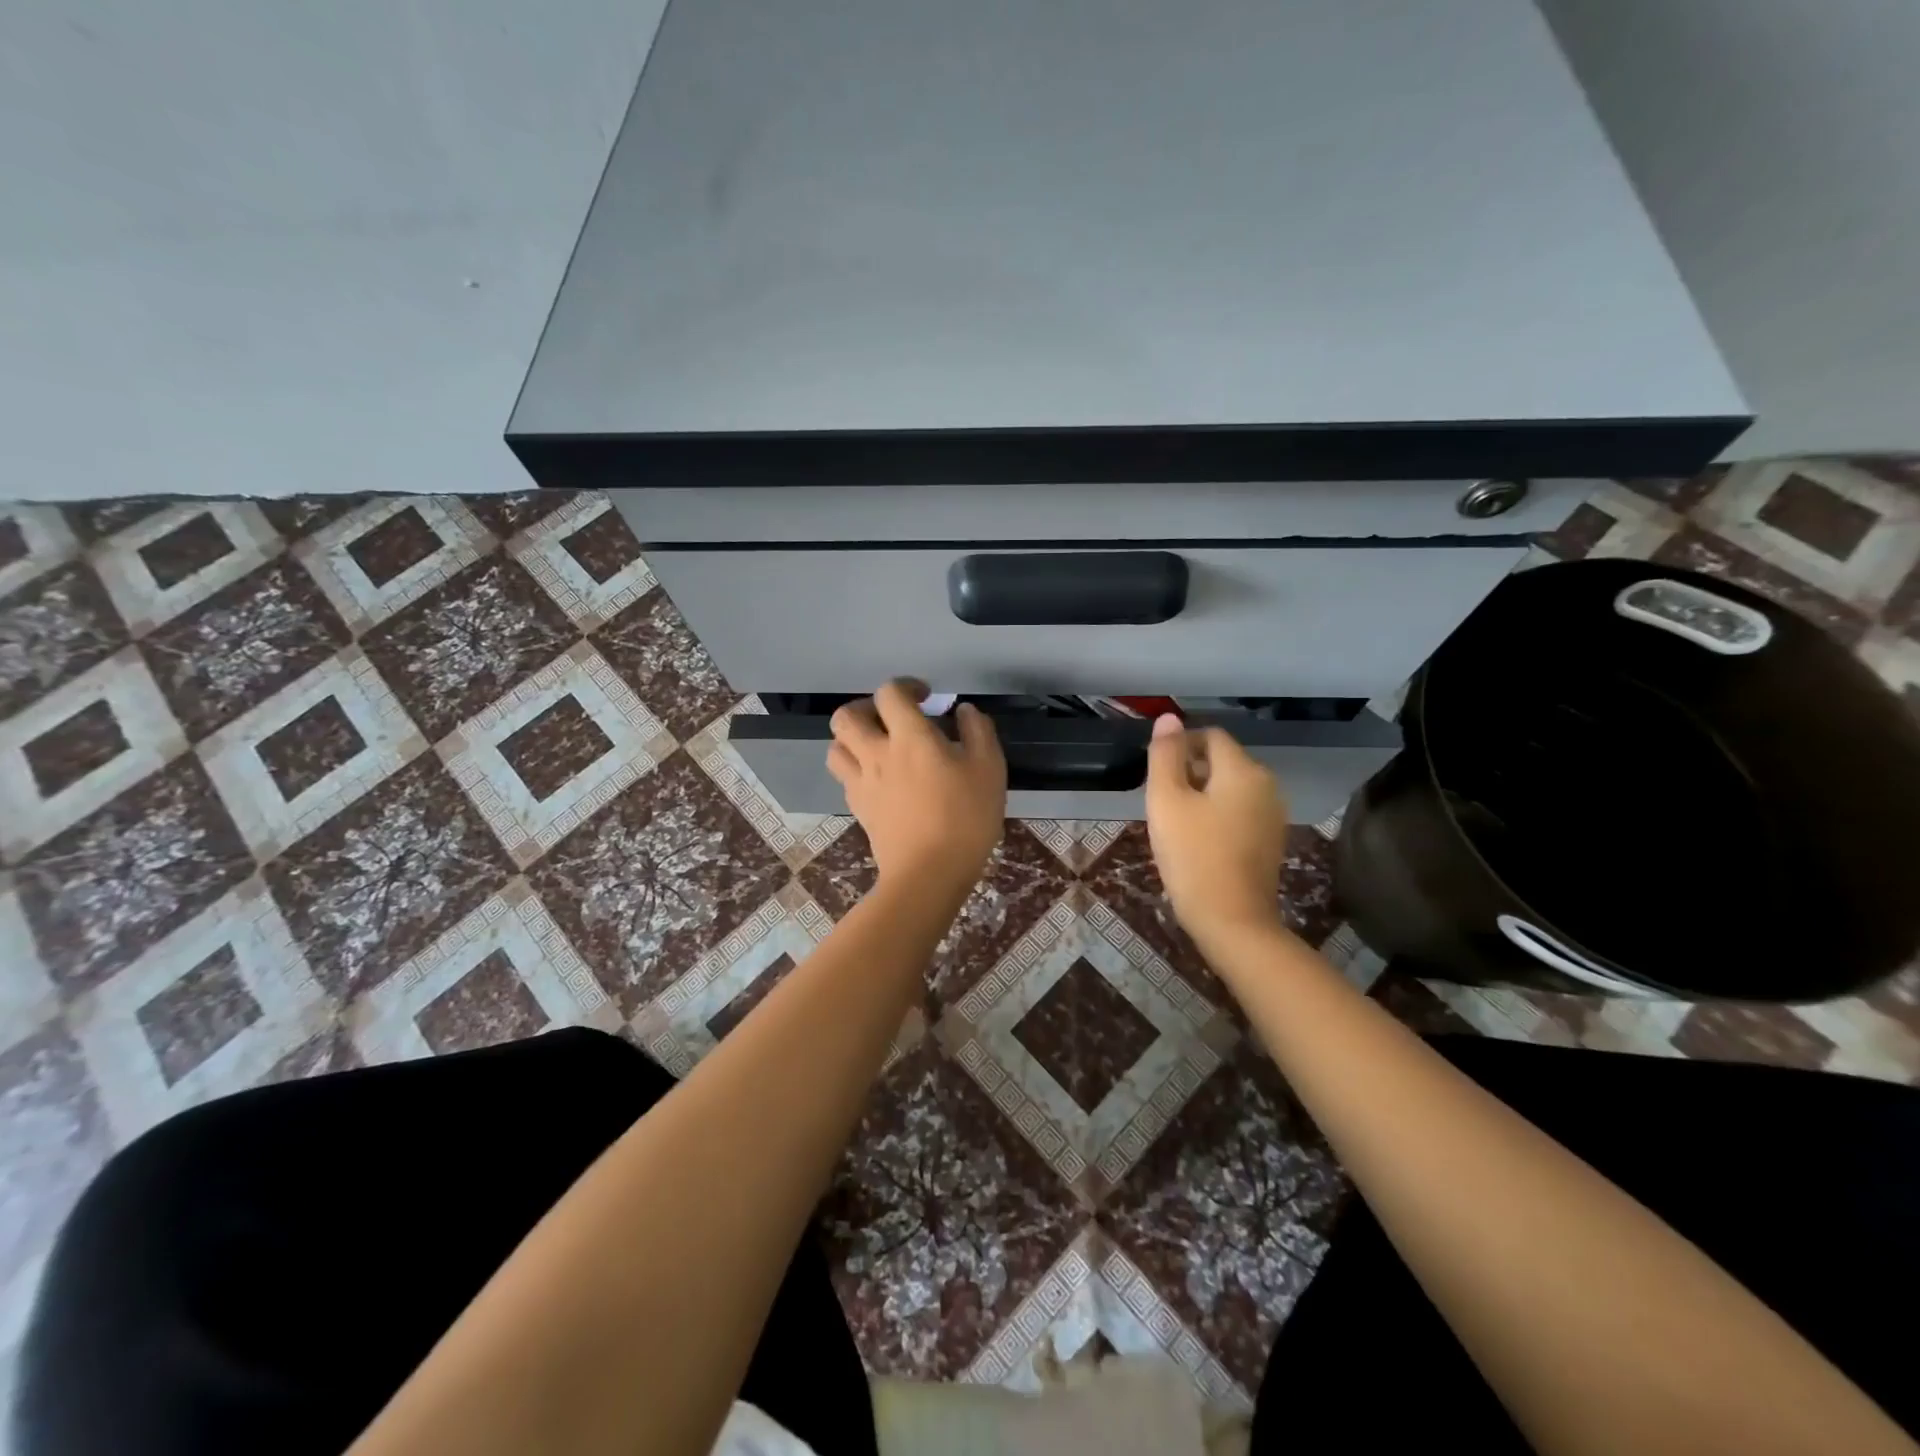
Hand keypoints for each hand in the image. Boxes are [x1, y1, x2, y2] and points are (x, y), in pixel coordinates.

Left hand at [828, 682, 1006, 894]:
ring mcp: (862, 782)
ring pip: (836, 747)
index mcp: (910, 737)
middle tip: (891, 719)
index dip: (905, 687)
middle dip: (866, 708)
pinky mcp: (858, 808)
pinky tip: (879, 779)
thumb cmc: (966, 818)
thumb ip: (978, 731)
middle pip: (846, 716)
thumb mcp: (989, 769)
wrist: (929, 874)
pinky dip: (856, 768)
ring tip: (877, 747)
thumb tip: (963, 711)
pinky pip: (845, 777)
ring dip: (852, 739)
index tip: (925, 698)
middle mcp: (877, 753)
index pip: (890, 694)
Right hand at [1144, 714, 1289, 942]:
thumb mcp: (1166, 801)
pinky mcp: (1270, 840)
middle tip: (1161, 801)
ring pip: (1230, 787)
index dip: (1179, 745)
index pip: (1210, 736)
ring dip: (1201, 794)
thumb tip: (1169, 717)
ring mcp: (1273, 814)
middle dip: (1189, 771)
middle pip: (1222, 761)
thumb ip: (1165, 755)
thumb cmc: (1193, 856)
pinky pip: (1239, 811)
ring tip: (1175, 822)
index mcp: (1243, 770)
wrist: (1232, 921)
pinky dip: (1217, 814)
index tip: (1156, 772)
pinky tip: (1197, 840)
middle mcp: (1266, 785)